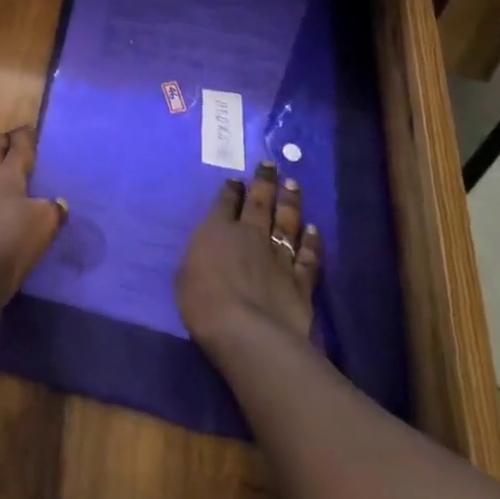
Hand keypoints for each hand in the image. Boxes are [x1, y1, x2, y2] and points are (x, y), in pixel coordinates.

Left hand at [0, 126, 67, 307]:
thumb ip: (53, 209)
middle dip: (4, 144)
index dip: (24, 135)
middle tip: (15, 142)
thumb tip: (58, 204)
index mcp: (8, 172)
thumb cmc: (14, 236)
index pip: (17, 145)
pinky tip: (2, 205)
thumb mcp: (44, 221)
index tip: (30, 129)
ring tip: (9, 173)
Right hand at [175, 162, 321, 356]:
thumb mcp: (185, 275)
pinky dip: (312, 242)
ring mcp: (278, 256)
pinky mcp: (300, 281)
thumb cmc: (204, 303)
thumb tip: (206, 251)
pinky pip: (307, 256)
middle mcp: (250, 234)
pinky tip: (314, 230)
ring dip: (290, 202)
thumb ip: (199, 257)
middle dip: (264, 182)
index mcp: (217, 230)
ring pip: (287, 222)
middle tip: (271, 165)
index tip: (237, 179)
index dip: (232, 189)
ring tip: (293, 184)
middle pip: (259, 203)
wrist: (247, 333)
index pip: (225, 202)